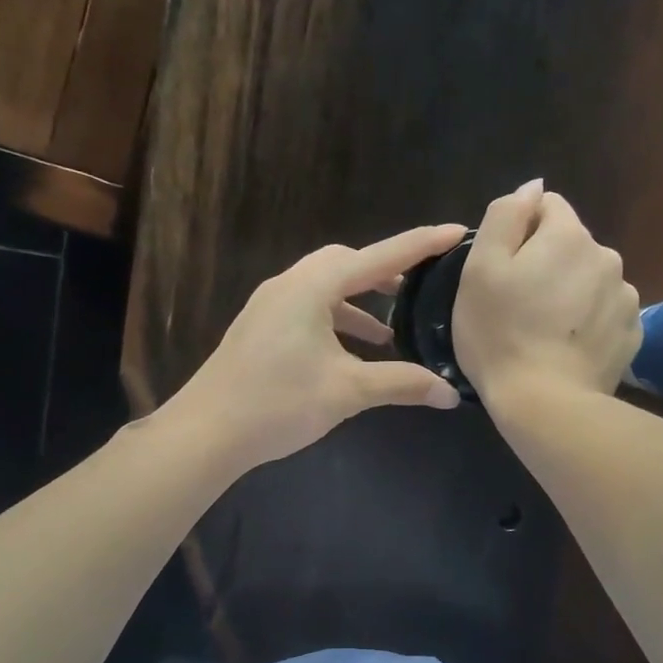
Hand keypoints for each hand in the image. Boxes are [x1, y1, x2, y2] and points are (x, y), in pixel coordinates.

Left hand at [162, 223, 468, 470]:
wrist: (206, 431)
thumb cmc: (278, 403)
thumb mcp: (347, 392)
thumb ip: (402, 384)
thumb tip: (450, 393)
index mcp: (312, 287)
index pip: (378, 258)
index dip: (420, 244)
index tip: (455, 232)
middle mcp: (289, 284)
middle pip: (345, 264)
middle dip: (384, 272)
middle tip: (418, 287)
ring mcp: (269, 305)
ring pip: (324, 289)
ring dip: (358, 304)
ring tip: (388, 333)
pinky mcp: (260, 327)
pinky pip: (307, 309)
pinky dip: (335, 321)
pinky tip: (348, 353)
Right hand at [452, 180, 640, 406]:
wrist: (545, 403)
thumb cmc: (501, 334)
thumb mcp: (480, 269)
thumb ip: (505, 216)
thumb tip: (532, 187)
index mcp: (568, 235)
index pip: (546, 207)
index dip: (519, 234)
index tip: (503, 271)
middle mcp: (607, 255)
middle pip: (570, 245)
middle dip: (547, 264)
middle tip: (519, 306)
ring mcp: (625, 296)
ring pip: (590, 279)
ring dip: (570, 293)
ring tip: (545, 331)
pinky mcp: (632, 333)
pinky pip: (605, 313)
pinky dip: (588, 323)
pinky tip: (566, 348)